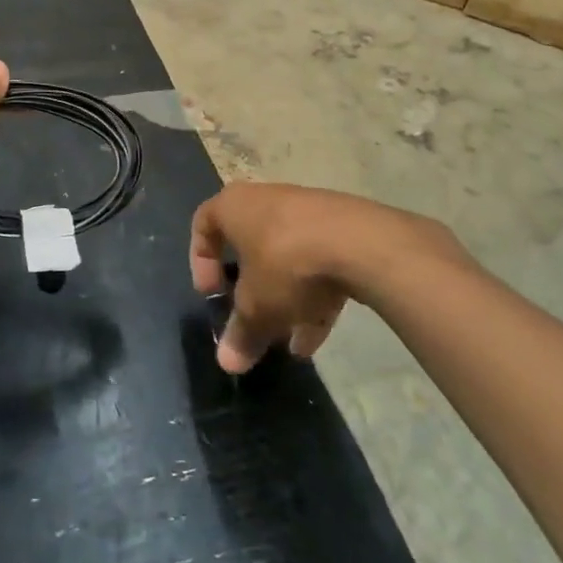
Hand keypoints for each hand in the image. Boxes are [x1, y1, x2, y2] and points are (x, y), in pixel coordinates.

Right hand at [189, 183, 468, 373]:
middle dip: (250, 288)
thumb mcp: (257, 308)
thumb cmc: (287, 265)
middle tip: (252, 318)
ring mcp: (307, 210)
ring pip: (286, 257)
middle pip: (249, 244)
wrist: (362, 243)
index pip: (203, 224)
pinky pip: (317, 261)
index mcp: (233, 206)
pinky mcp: (342, 226)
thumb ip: (241, 334)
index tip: (212, 294)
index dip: (201, 261)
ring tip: (289, 341)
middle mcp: (266, 200)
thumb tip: (226, 362)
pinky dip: (313, 294)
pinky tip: (318, 335)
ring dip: (284, 298)